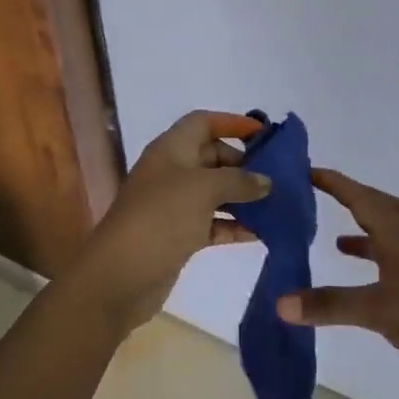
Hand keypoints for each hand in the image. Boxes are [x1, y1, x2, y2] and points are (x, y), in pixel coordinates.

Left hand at [70, 111, 270, 333]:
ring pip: (216, 192)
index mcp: (171, 149)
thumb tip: (265, 182)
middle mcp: (172, 171)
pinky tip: (261, 233)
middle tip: (278, 178)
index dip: (232, 123)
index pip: (203, 123)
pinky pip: (213, 222)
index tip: (265, 135)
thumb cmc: (161, 217)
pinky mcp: (179, 235)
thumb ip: (239, 181)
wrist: (120, 275)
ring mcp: (175, 205)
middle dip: (244, 165)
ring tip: (278, 205)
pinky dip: (235, 225)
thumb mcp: (203, 189)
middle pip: (213, 157)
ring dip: (244, 197)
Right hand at [278, 168, 398, 398]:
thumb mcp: (382, 312)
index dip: (338, 184)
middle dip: (356, 198)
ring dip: (365, 236)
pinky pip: (394, 275)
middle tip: (326, 196)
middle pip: (385, 211)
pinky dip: (375, 274)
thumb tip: (279, 302)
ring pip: (391, 243)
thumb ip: (332, 306)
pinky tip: (363, 291)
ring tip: (334, 241)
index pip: (364, 201)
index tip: (309, 170)